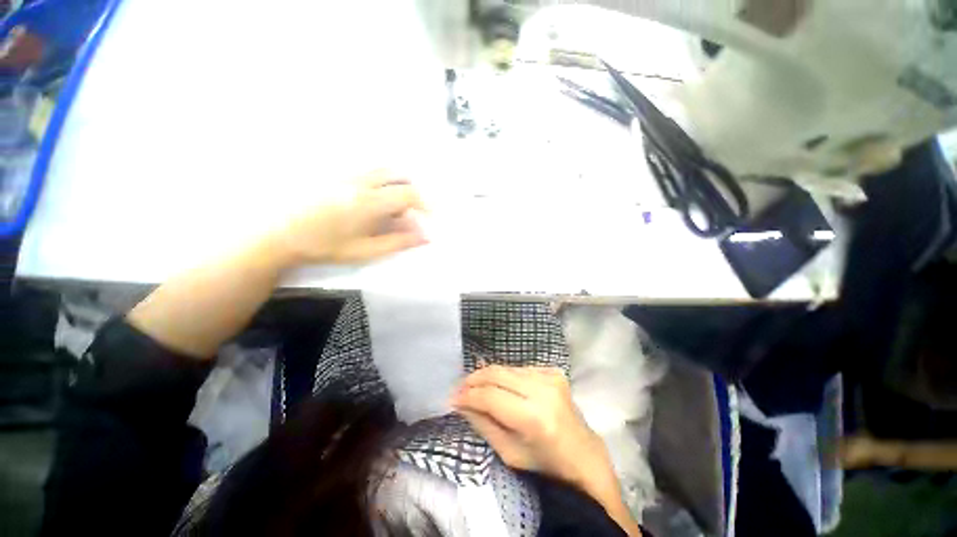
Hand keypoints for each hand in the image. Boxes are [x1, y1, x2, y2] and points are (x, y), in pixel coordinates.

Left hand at [271, 171, 427, 266]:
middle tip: (413, 209)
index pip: (408, 194)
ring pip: (382, 169)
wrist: (278, 233)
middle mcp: (360, 182)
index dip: (425, 203)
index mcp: (369, 202)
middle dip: (413, 190)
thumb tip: (425, 238)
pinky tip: (373, 198)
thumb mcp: (365, 250)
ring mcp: (346, 174)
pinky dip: (381, 180)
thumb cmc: (324, 246)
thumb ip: (398, 242)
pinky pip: (367, 170)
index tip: (430, 216)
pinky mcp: (335, 173)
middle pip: (398, 174)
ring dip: (397, 183)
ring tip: (395, 204)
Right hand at [451, 365, 641, 534]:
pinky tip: (502, 387)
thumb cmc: (545, 461)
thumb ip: (483, 424)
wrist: (583, 454)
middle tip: (459, 387)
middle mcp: (543, 390)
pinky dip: (506, 376)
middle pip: (497, 374)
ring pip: (507, 368)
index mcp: (533, 417)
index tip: (452, 398)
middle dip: (474, 379)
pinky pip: (520, 369)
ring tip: (475, 387)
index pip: (490, 396)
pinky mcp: (554, 371)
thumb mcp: (509, 453)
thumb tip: (461, 403)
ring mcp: (550, 377)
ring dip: (488, 376)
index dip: (468, 395)